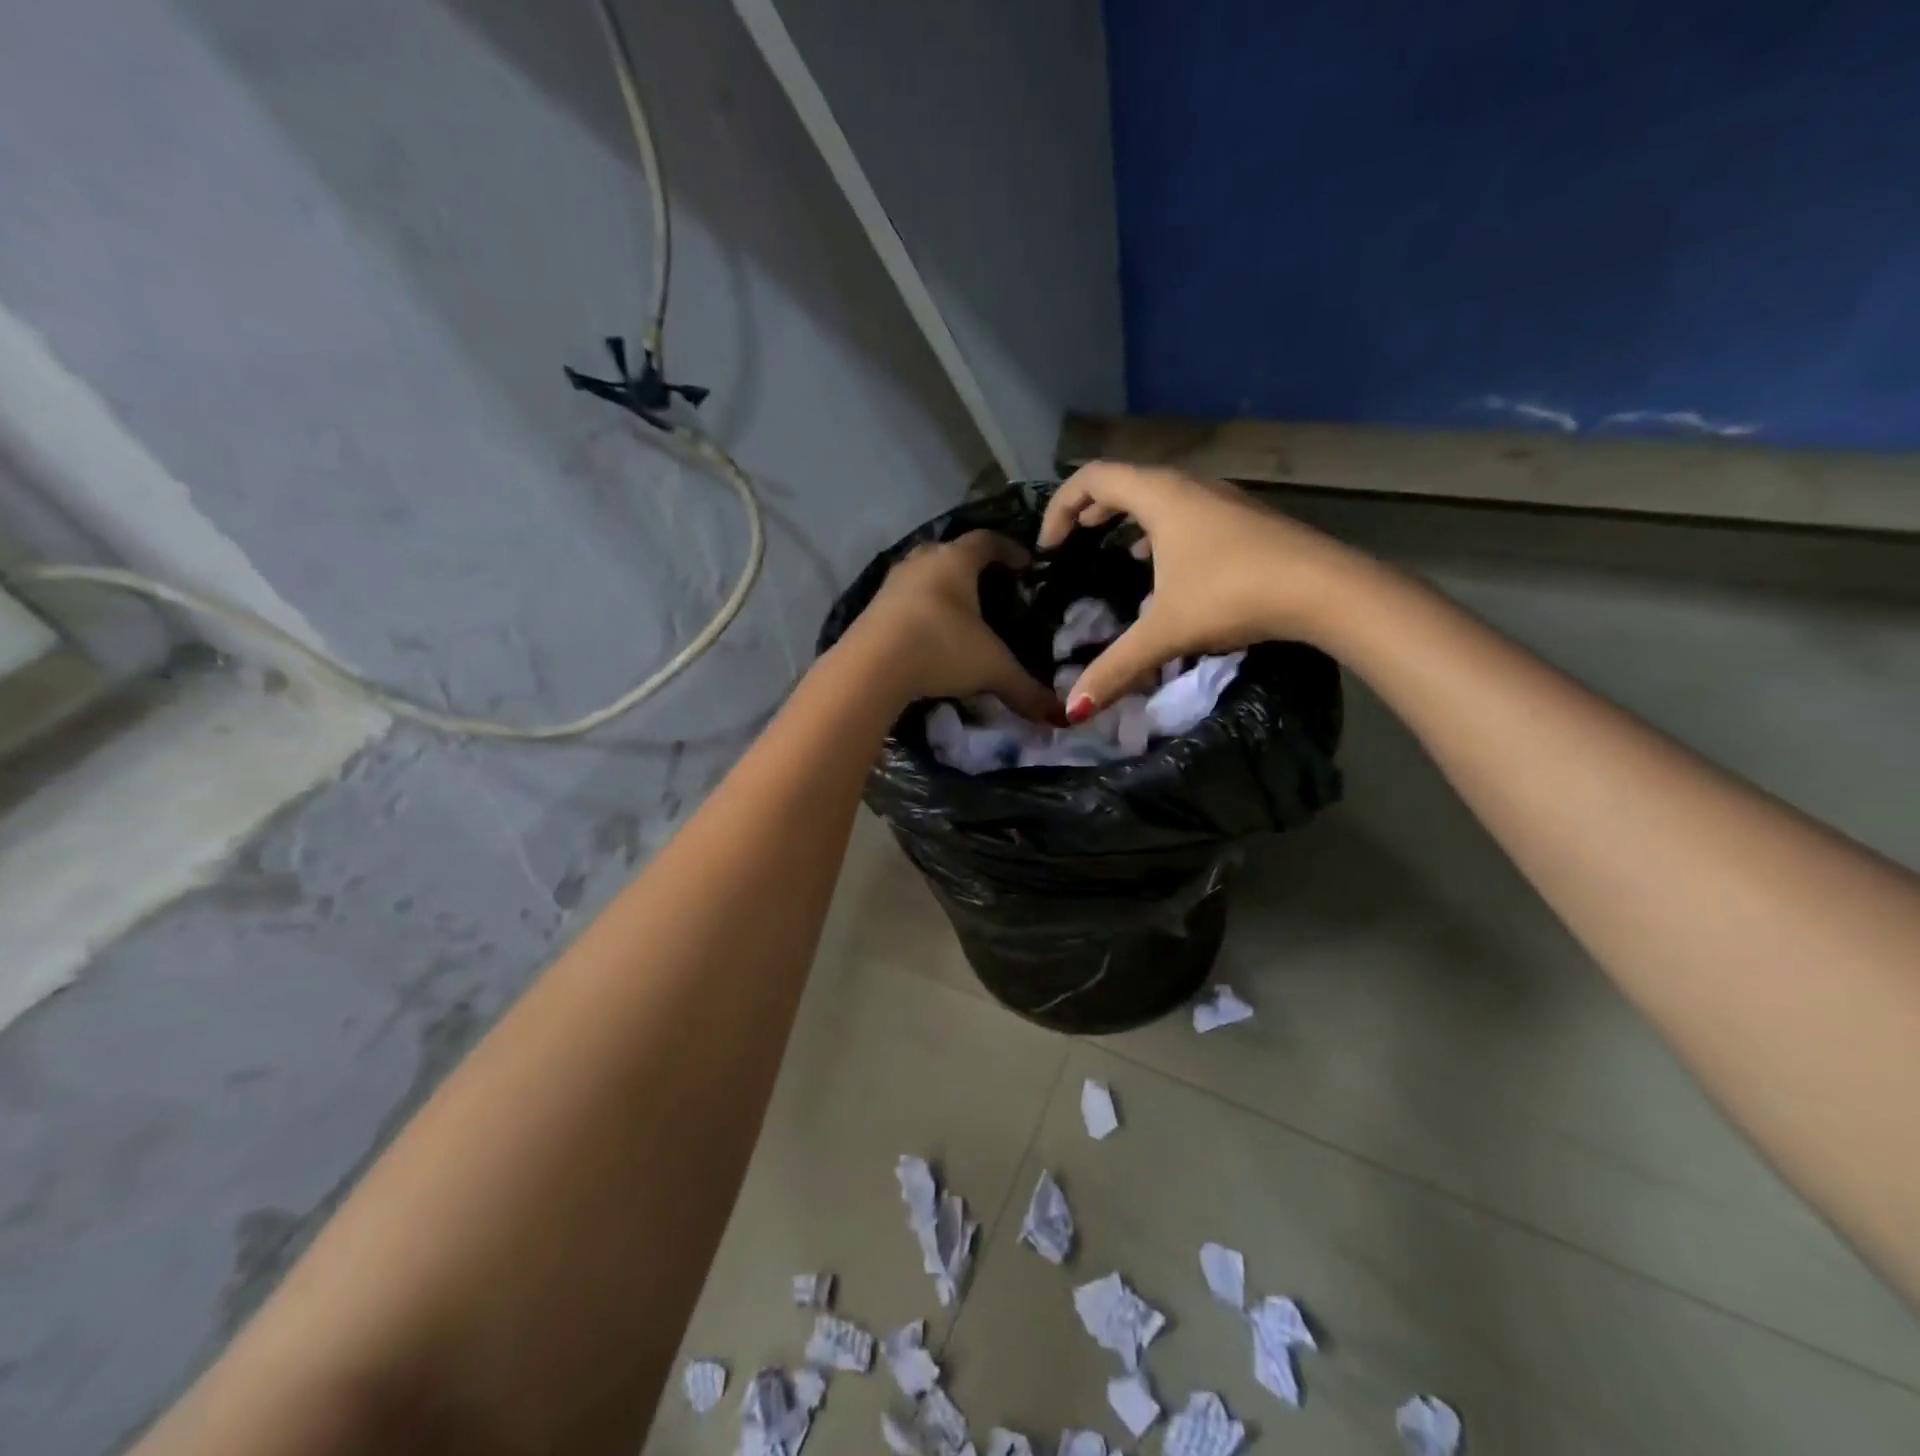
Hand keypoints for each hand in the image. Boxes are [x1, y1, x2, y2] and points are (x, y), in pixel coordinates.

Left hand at [846, 530, 1061, 721]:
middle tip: (991, 586)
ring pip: (923, 574)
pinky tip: (928, 632)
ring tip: (959, 611)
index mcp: (955, 560)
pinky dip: (920, 609)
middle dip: (972, 566)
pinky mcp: (871, 608)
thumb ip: (1026, 689)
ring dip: (941, 587)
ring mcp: (892, 583)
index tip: (1025, 564)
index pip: (987, 541)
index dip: (1009, 550)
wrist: (871, 667)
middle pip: (950, 552)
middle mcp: (922, 561)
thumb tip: (1061, 717)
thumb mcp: (992, 669)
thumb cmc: (941, 649)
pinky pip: (904, 600)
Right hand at [1038, 462, 1365, 718]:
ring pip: (1159, 497)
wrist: (1326, 589)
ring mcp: (1222, 500)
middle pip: (1124, 481)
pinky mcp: (1245, 520)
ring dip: (1127, 519)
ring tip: (1111, 551)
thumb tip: (1073, 710)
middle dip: (1090, 511)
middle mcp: (1189, 486)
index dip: (1060, 508)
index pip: (1092, 478)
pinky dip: (1160, 532)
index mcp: (1160, 496)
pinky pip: (1186, 513)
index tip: (1049, 548)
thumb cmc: (1234, 594)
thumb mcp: (1165, 631)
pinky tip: (1163, 568)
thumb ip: (1115, 667)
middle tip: (1071, 543)